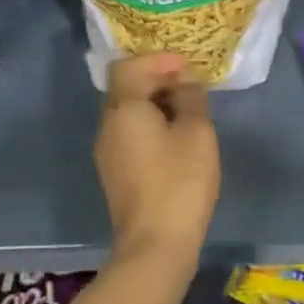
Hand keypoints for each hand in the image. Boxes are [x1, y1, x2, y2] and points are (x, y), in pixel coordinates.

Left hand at [94, 53, 219, 262]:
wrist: (155, 243)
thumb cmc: (180, 181)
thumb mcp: (196, 132)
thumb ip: (190, 97)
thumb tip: (184, 80)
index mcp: (123, 108)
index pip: (129, 66)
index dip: (158, 60)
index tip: (188, 68)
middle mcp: (107, 125)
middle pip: (125, 87)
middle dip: (157, 80)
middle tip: (191, 87)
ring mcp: (107, 151)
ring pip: (127, 112)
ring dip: (155, 104)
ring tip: (188, 112)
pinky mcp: (114, 171)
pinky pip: (129, 133)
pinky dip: (150, 125)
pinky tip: (175, 139)